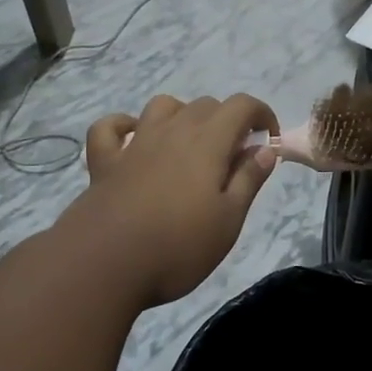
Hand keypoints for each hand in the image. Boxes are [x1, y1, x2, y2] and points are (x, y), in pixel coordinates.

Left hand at [72, 94, 278, 306]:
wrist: (103, 266)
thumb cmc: (178, 247)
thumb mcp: (229, 220)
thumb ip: (249, 180)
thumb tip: (265, 149)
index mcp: (207, 142)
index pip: (242, 106)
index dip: (262, 115)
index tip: (268, 143)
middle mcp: (172, 132)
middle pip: (206, 104)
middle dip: (227, 121)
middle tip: (233, 159)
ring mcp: (134, 144)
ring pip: (162, 107)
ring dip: (183, 116)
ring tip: (190, 146)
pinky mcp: (104, 163)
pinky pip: (110, 128)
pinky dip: (124, 126)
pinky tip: (133, 141)